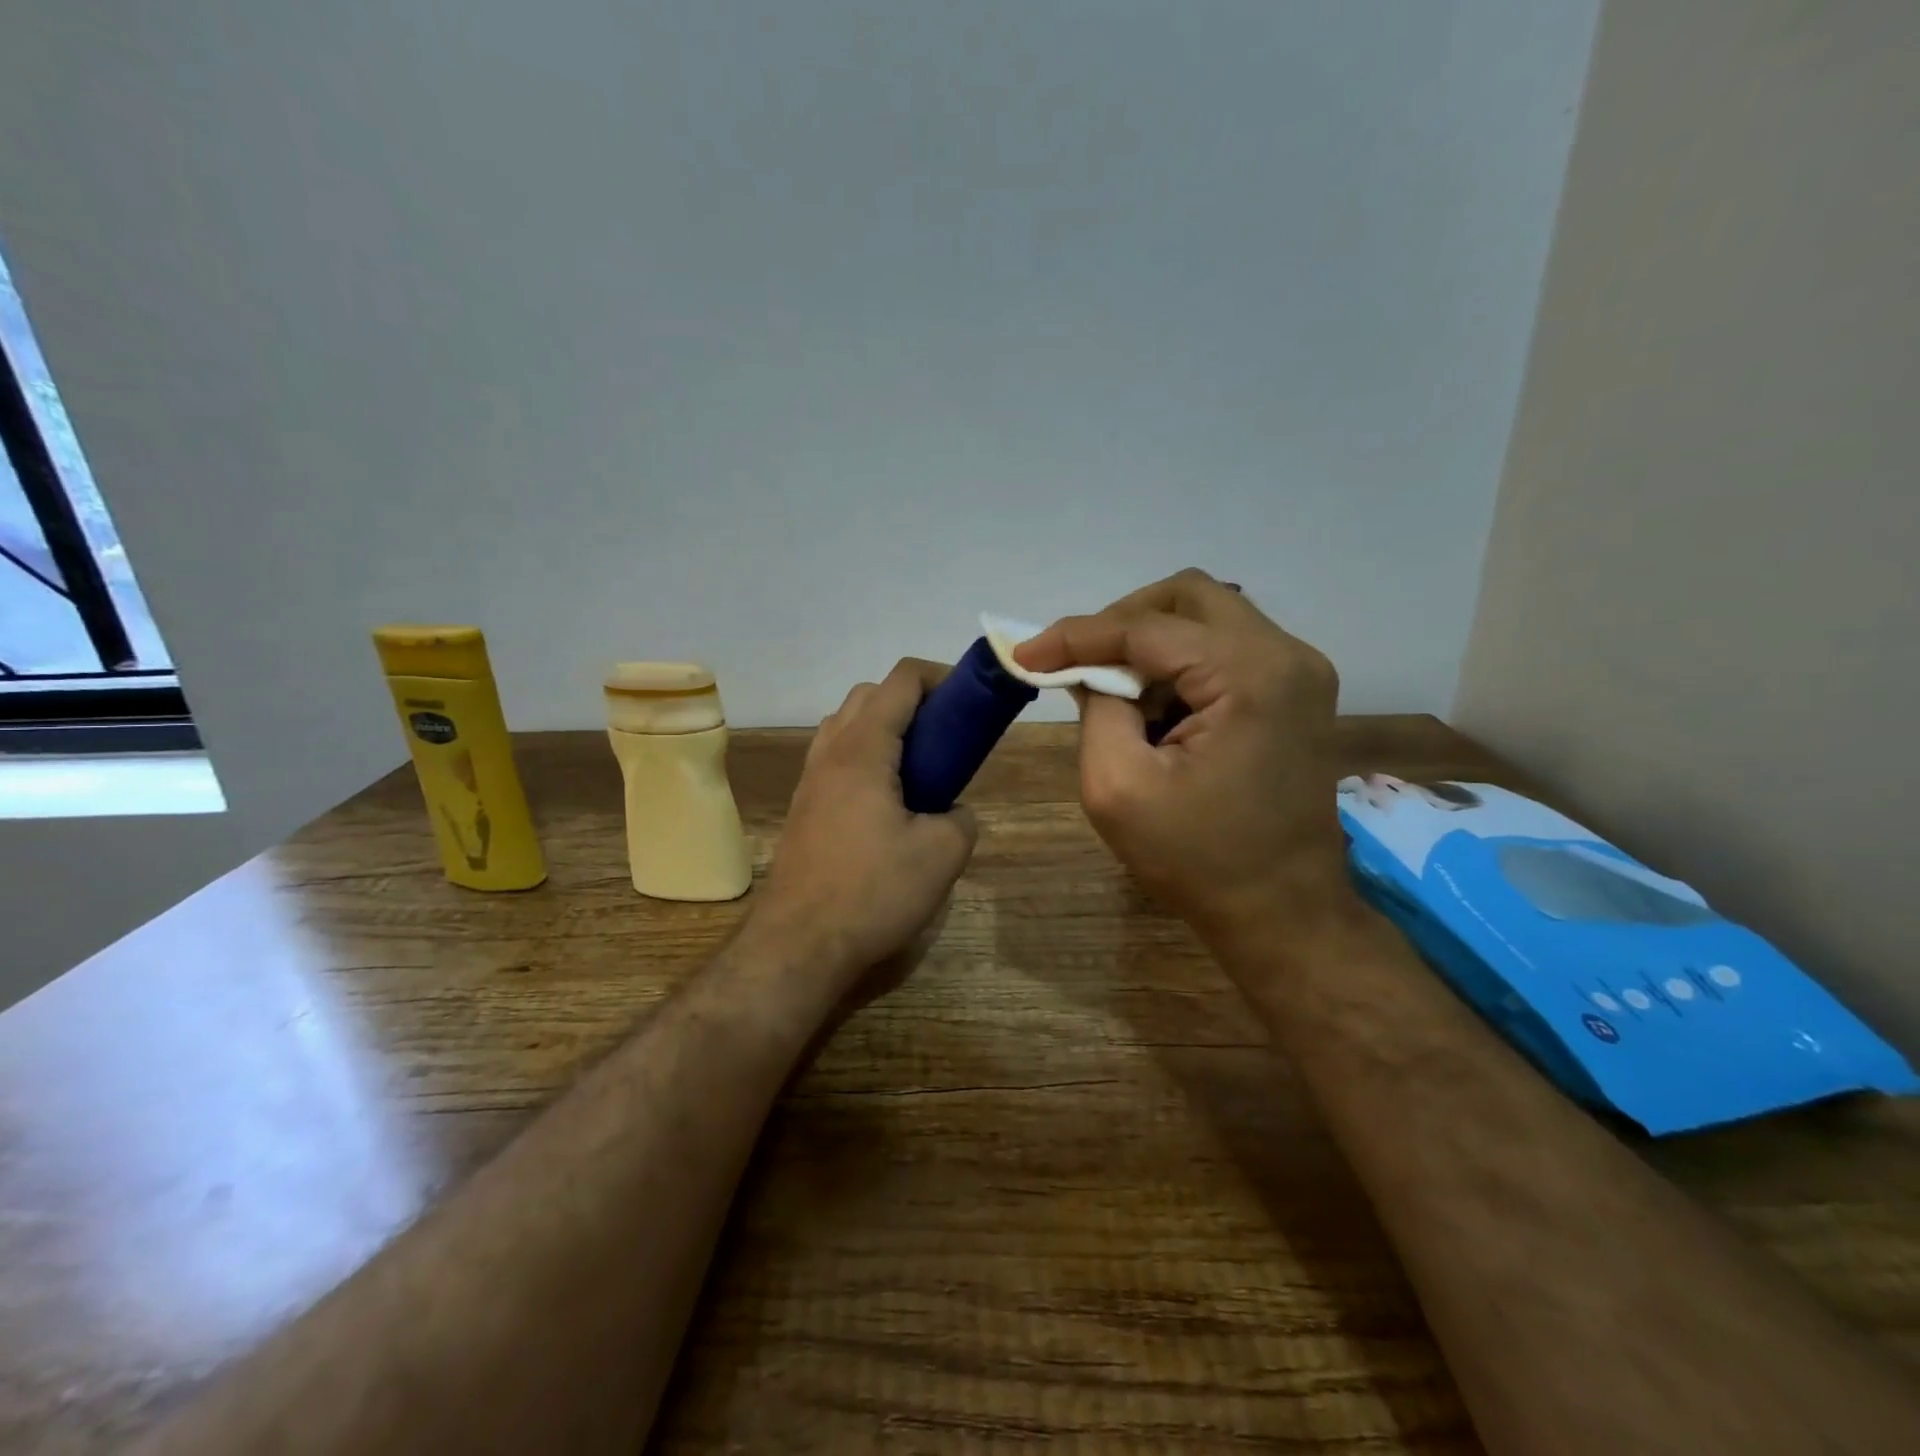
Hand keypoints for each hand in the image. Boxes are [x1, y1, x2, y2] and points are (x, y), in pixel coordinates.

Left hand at [756, 658, 978, 989]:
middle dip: (912, 700)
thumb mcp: (942, 855)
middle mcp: (830, 752)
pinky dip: (865, 756)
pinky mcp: (803, 807)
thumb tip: (952, 811)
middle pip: (869, 694)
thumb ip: (961, 818)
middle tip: (946, 735)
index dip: (941, 677)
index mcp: (864, 749)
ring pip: (846, 724)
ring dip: (883, 727)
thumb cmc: (873, 892)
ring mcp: (810, 780)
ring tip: (917, 766)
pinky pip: (835, 758)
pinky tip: (887, 800)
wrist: (799, 944)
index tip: (971, 701)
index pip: (901, 680)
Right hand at [1014, 569, 1355, 947]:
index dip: (1078, 635)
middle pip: (1188, 596)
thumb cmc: (1197, 860)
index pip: (1147, 627)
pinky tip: (1157, 710)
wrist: (1283, 912)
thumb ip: (1096, 710)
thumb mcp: (1118, 787)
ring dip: (1152, 645)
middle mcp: (1286, 655)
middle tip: (1080, 663)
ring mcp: (1299, 672)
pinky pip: (1225, 648)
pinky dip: (1180, 665)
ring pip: (1208, 617)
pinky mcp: (1295, 692)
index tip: (1026, 654)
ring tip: (1117, 694)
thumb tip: (1089, 671)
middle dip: (1122, 622)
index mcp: (1249, 675)